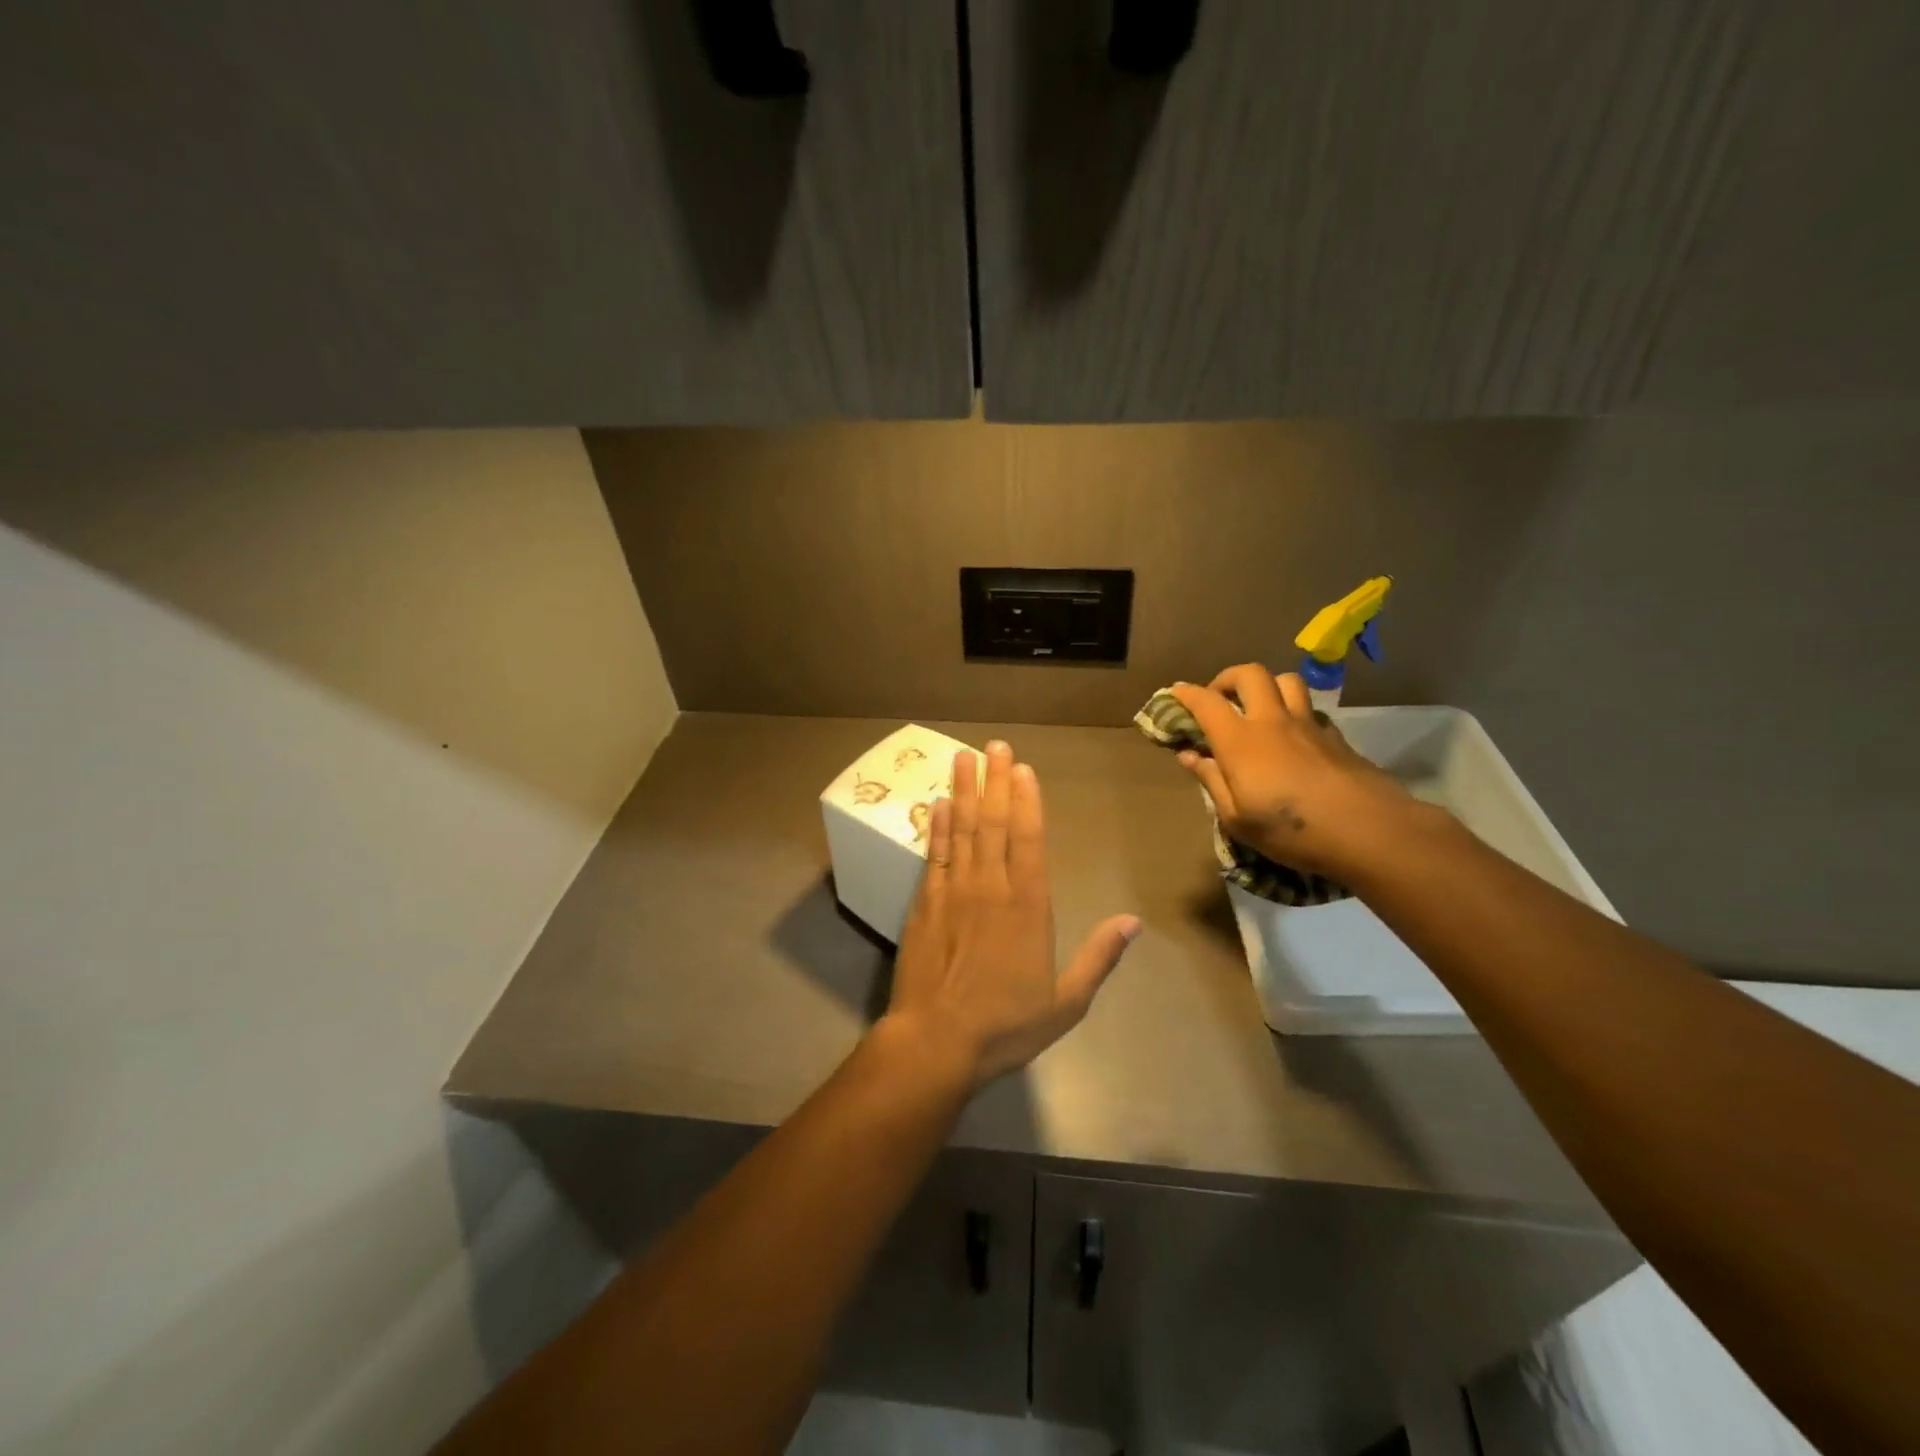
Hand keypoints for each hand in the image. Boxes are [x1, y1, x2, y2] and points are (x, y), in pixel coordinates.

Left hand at [884, 741, 1140, 1086]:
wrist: (936, 1041)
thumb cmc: (1006, 1024)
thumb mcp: (1066, 1002)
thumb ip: (1099, 957)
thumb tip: (1133, 922)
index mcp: (1028, 907)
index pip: (1029, 840)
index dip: (1026, 801)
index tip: (1023, 769)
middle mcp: (991, 888)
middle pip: (993, 823)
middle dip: (994, 781)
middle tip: (994, 746)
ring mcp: (953, 892)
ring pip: (961, 830)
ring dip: (963, 791)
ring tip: (963, 757)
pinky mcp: (924, 904)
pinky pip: (933, 854)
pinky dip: (936, 826)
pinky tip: (938, 804)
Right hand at [1170, 666, 1418, 880]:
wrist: (1367, 830)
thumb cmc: (1290, 831)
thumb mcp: (1237, 819)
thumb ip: (1211, 781)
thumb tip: (1190, 756)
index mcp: (1240, 741)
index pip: (1206, 702)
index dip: (1186, 693)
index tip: (1175, 692)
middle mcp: (1272, 721)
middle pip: (1249, 674)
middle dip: (1227, 678)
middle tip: (1219, 697)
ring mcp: (1308, 725)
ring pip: (1286, 681)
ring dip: (1266, 686)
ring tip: (1258, 707)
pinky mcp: (1335, 736)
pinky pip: (1310, 709)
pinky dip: (1294, 712)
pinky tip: (1293, 736)